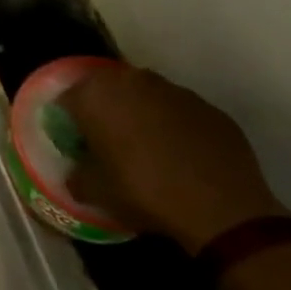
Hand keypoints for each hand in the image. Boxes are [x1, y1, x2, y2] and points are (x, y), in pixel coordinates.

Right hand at [58, 65, 287, 254]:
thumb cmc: (144, 192)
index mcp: (96, 95)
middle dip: (103, 109)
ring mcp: (174, 90)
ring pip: (144, 94)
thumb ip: (77, 176)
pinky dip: (173, 124)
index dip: (68, 120)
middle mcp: (132, 81)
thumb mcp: (96, 193)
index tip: (75, 142)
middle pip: (106, 88)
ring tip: (145, 146)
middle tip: (106, 140)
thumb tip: (76, 173)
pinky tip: (179, 154)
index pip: (68, 98)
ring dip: (139, 112)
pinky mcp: (208, 107)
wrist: (222, 208)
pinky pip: (178, 110)